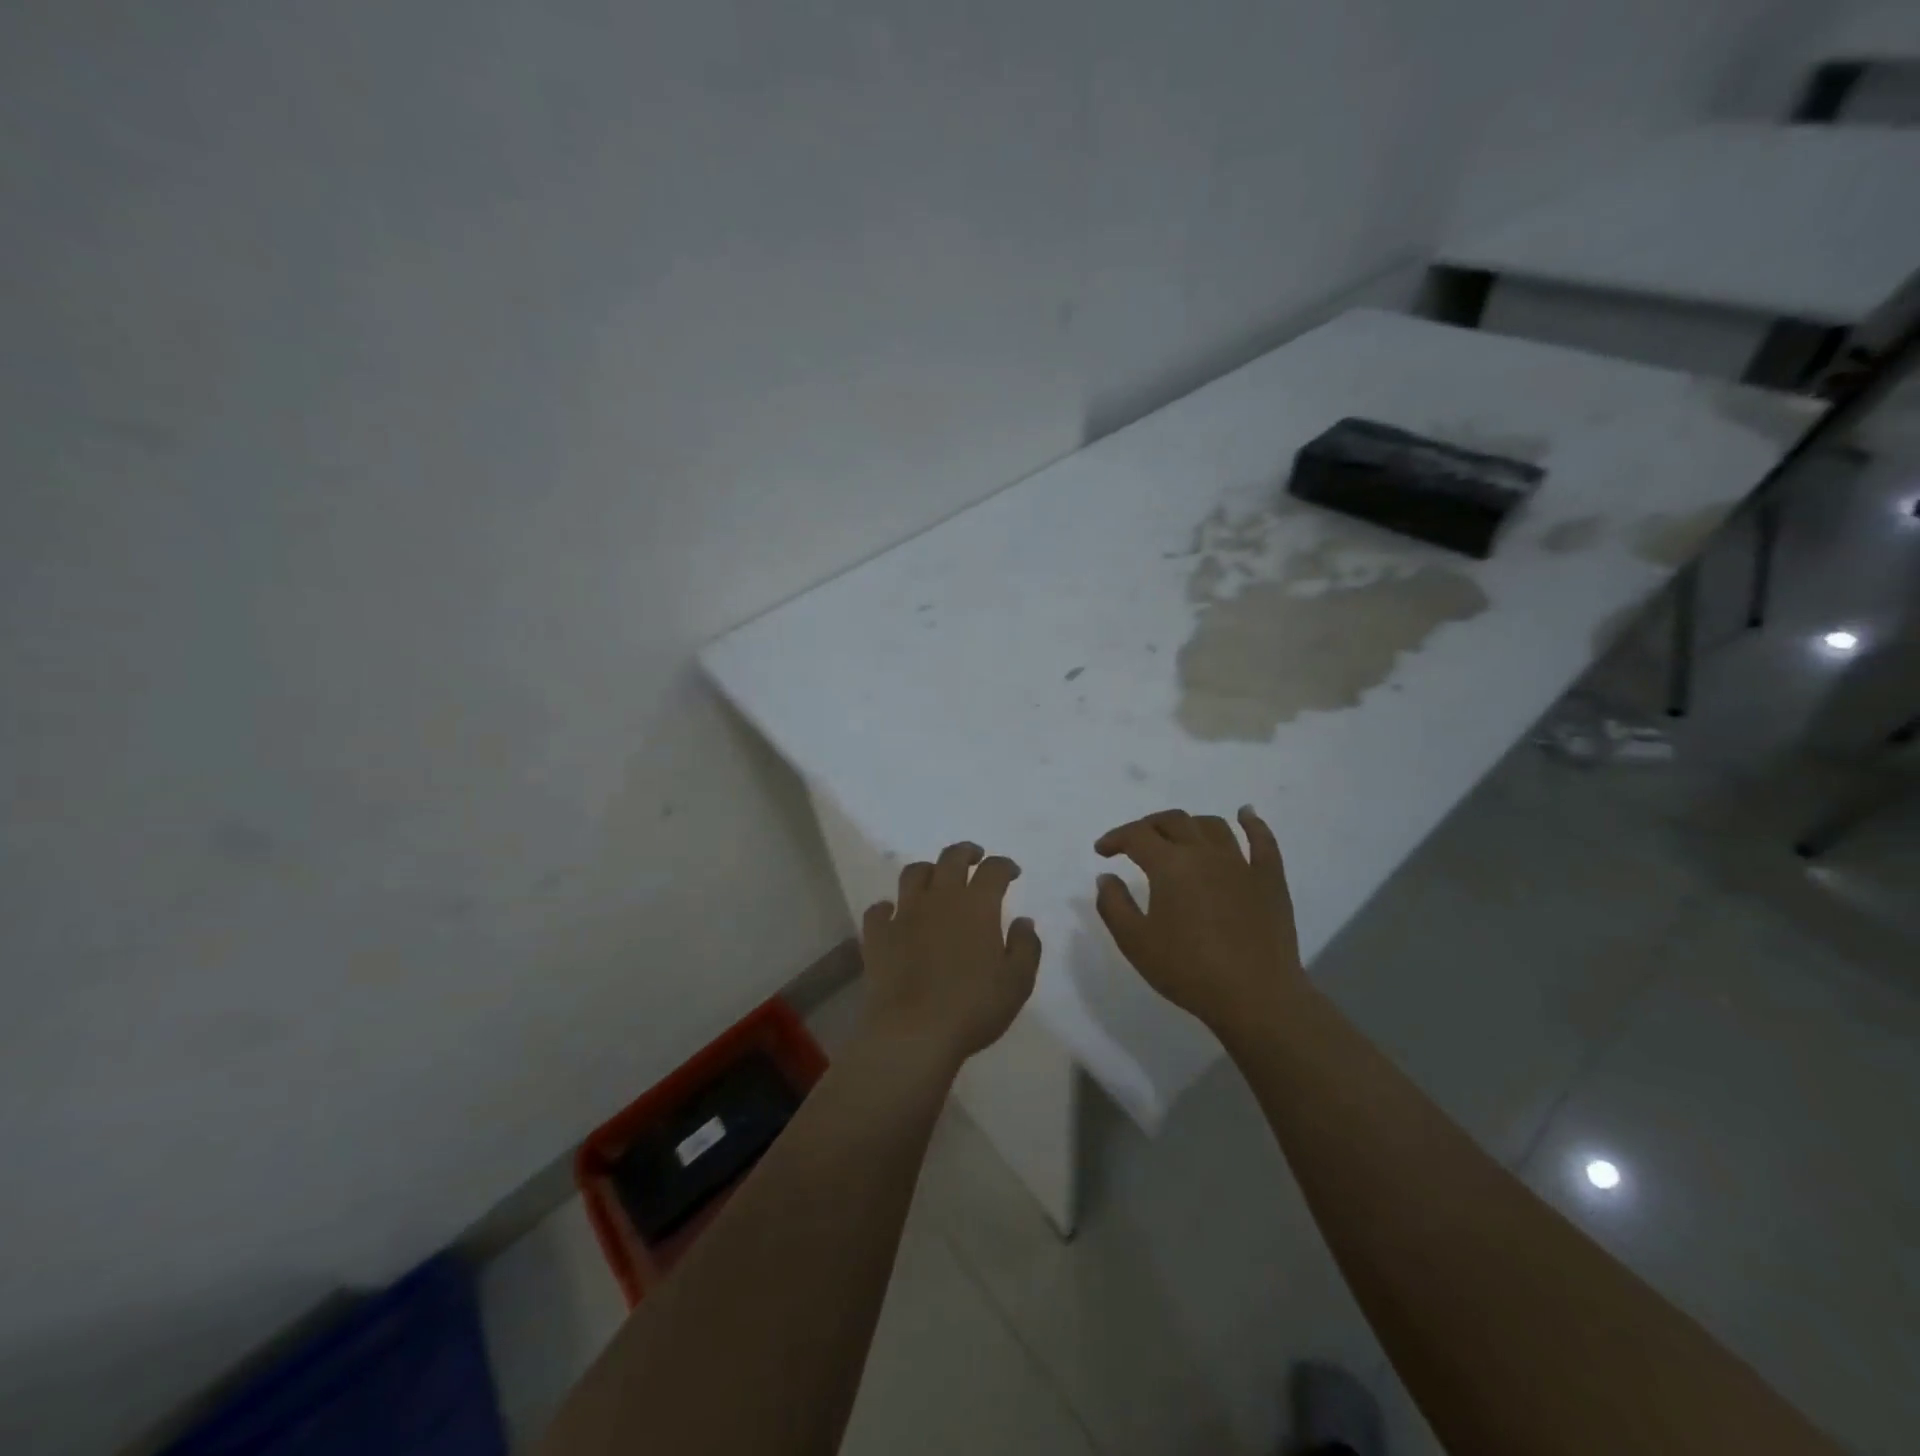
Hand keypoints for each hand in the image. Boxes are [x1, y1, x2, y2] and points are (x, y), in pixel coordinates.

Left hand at [859, 841, 1041, 1074]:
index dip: (1004, 865)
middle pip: (951, 858)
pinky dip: (887, 908)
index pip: (993, 870)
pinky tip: (893, 914)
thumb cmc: (973, 1007)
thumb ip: (1026, 946)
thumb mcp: (1017, 982)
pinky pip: (878, 911)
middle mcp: (940, 898)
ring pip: (913, 874)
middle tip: (974, 858)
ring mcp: (904, 914)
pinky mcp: (878, 935)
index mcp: (977, 905)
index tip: (1012, 872)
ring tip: (935, 878)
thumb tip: (1023, 920)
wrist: (914, 1031)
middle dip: (966, 852)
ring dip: (928, 870)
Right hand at [1093, 806, 1304, 1032]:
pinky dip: (1252, 823)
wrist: (1255, 997)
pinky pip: (1263, 841)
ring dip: (1190, 824)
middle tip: (1136, 843)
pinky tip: (1246, 814)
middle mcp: (1205, 853)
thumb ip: (1113, 905)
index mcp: (1170, 865)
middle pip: (1173, 821)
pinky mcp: (1270, 879)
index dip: (1115, 838)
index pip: (1136, 835)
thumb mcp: (1135, 943)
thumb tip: (1106, 877)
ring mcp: (1241, 863)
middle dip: (1148, 826)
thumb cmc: (1188, 970)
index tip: (1102, 851)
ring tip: (1179, 836)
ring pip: (1213, 826)